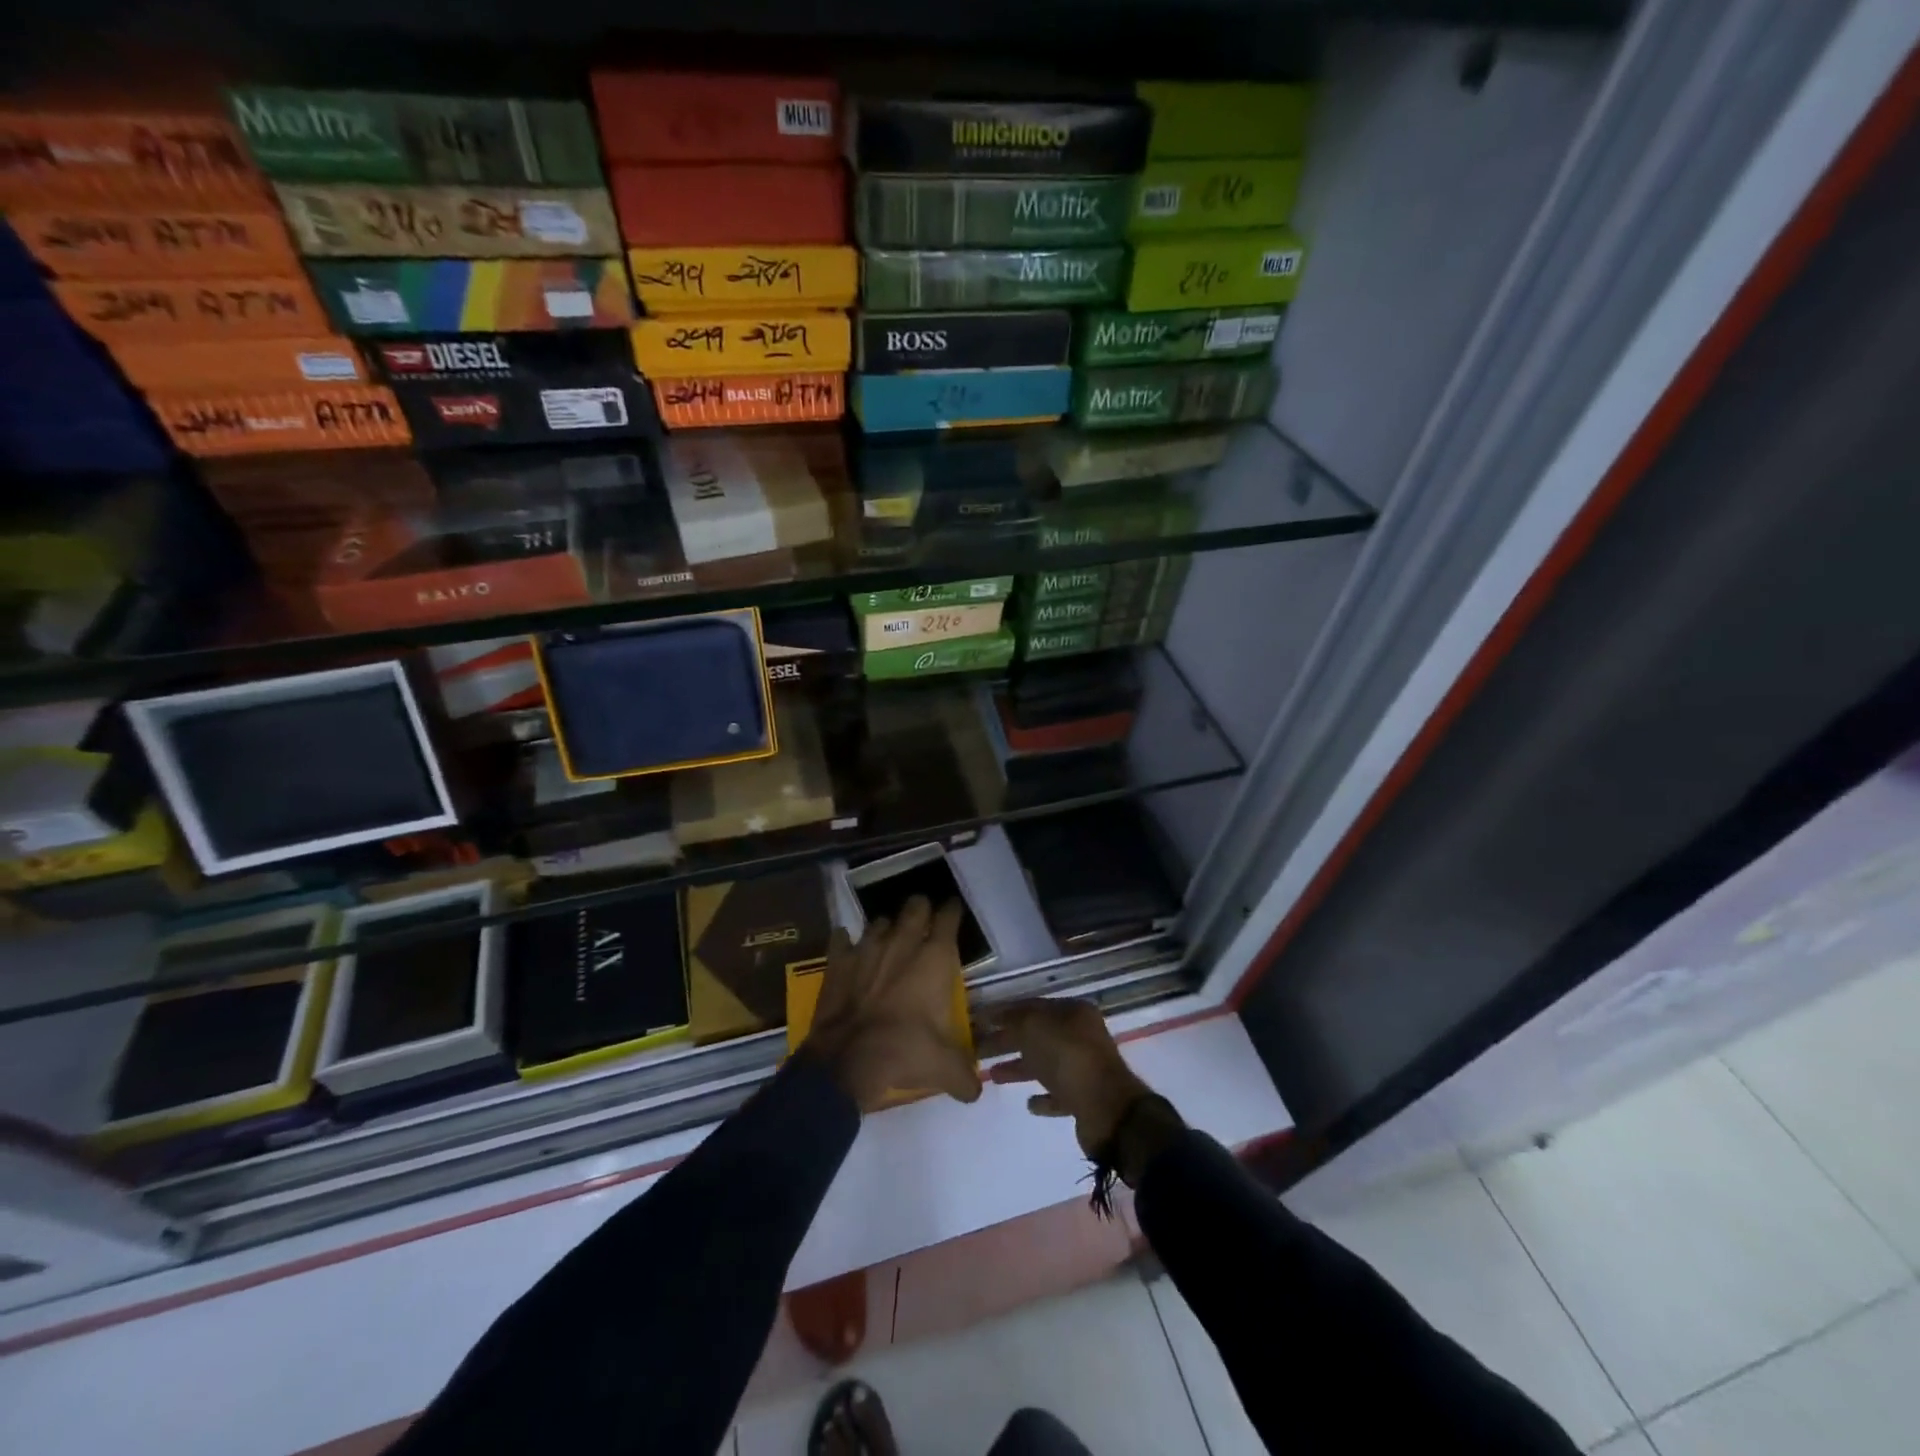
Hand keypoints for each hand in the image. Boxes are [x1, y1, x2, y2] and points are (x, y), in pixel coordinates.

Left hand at [805, 895, 981, 1112]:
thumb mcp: (944, 1069)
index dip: (952, 911)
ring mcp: (867, 948)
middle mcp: (903, 943)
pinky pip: (841, 938)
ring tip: (888, 940)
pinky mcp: (838, 961)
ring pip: (880, 921)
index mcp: (934, 958)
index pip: (949, 917)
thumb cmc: (904, 1052)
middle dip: (920, 909)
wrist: (846, 1061)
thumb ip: (965, 1076)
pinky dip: (845, 942)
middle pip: (915, 906)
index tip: (953, 911)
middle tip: (923, 920)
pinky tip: (848, 949)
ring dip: (886, 928)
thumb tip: (975, 1091)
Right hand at [987, 998, 1154, 1155]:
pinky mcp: (1085, 1098)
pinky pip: (1058, 1093)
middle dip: (1007, 1041)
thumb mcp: (1034, 1027)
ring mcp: (1084, 1067)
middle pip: (1036, 1035)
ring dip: (1019, 1068)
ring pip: (1045, 1063)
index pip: (1032, 1006)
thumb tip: (996, 1016)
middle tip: (977, 1048)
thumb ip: (1013, 1019)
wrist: (1107, 1109)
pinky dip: (1043, 1096)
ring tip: (993, 1076)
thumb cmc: (1068, 1057)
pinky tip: (1029, 1103)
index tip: (979, 1021)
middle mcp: (1081, 1036)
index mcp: (1073, 1012)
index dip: (1004, 1012)